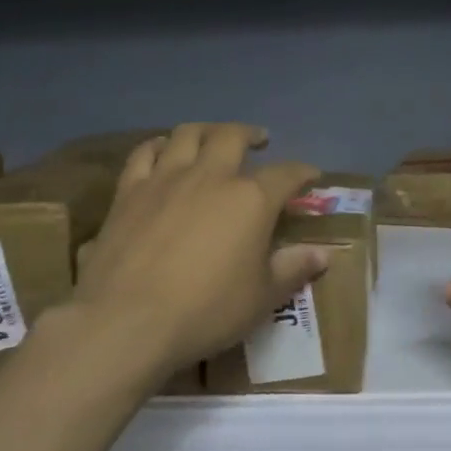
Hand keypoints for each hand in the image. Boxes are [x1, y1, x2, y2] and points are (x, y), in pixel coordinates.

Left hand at [68, 123, 327, 383]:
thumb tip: (323, 254)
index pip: (286, 174)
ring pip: (187, 134)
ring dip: (206, 130)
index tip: (311, 176)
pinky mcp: (129, 191)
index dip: (302, 172)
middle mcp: (210, 176)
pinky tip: (161, 150)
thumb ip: (293, 269)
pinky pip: (143, 153)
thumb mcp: (261, 298)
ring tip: (213, 137)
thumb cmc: (205, 310)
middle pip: (232, 136)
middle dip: (250, 134)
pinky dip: (158, 146)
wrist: (127, 320)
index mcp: (250, 199)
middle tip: (259, 140)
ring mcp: (165, 179)